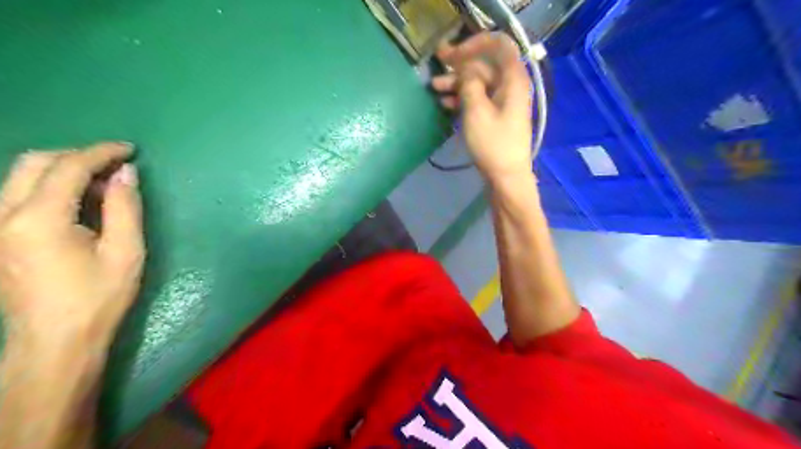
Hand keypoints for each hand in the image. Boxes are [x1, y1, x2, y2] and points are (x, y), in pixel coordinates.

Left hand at [0, 143, 142, 346]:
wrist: (55, 340)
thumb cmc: (98, 297)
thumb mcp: (125, 251)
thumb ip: (125, 207)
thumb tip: (126, 172)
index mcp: (37, 220)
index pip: (67, 168)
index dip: (101, 152)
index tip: (130, 150)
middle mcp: (2, 215)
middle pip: (34, 163)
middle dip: (77, 155)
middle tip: (115, 165)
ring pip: (21, 176)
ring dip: (62, 169)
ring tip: (101, 183)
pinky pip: (18, 194)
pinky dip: (50, 186)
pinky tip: (78, 201)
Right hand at [432, 32, 529, 183]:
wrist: (506, 177)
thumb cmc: (492, 143)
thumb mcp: (476, 111)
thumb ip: (469, 83)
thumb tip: (465, 71)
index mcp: (512, 79)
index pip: (497, 45)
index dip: (473, 44)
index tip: (450, 55)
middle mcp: (511, 86)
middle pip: (485, 66)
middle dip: (460, 66)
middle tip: (436, 69)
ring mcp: (504, 102)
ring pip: (479, 84)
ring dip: (457, 84)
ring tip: (434, 89)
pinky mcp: (497, 117)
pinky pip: (479, 99)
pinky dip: (463, 98)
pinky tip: (446, 103)